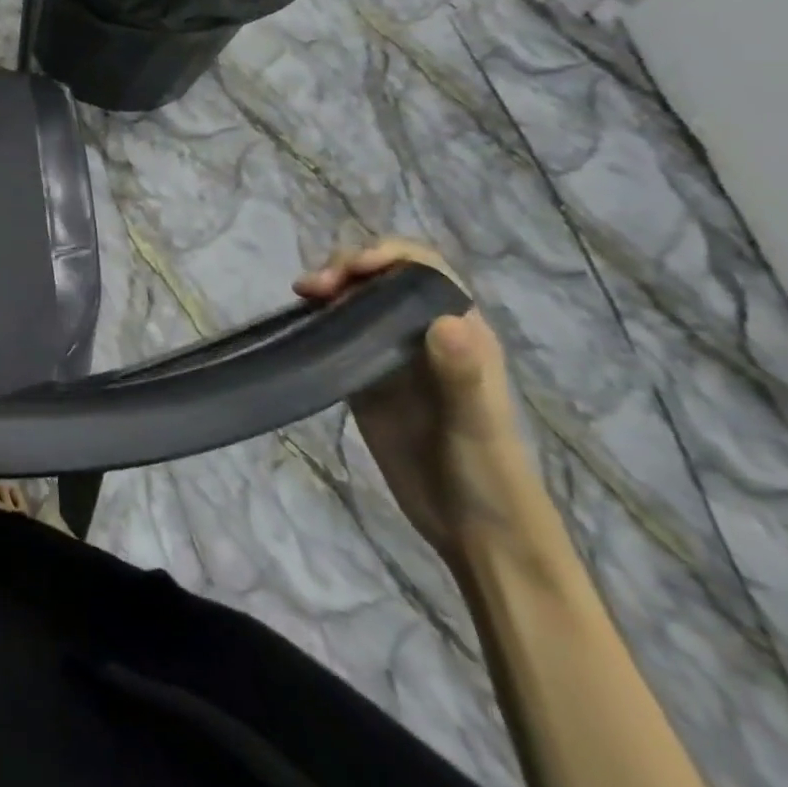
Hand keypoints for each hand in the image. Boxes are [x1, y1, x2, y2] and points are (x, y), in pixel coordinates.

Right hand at [295, 239, 542, 562]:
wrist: (473, 530)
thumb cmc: (488, 474)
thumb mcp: (476, 424)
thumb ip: (462, 374)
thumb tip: (446, 320)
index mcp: (460, 332)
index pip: (423, 269)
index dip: (387, 256)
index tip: (351, 269)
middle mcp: (425, 334)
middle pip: (383, 278)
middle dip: (347, 268)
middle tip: (313, 288)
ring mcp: (392, 356)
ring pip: (357, 300)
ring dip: (329, 288)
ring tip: (301, 297)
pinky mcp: (365, 378)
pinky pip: (339, 333)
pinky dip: (317, 319)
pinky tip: (299, 323)